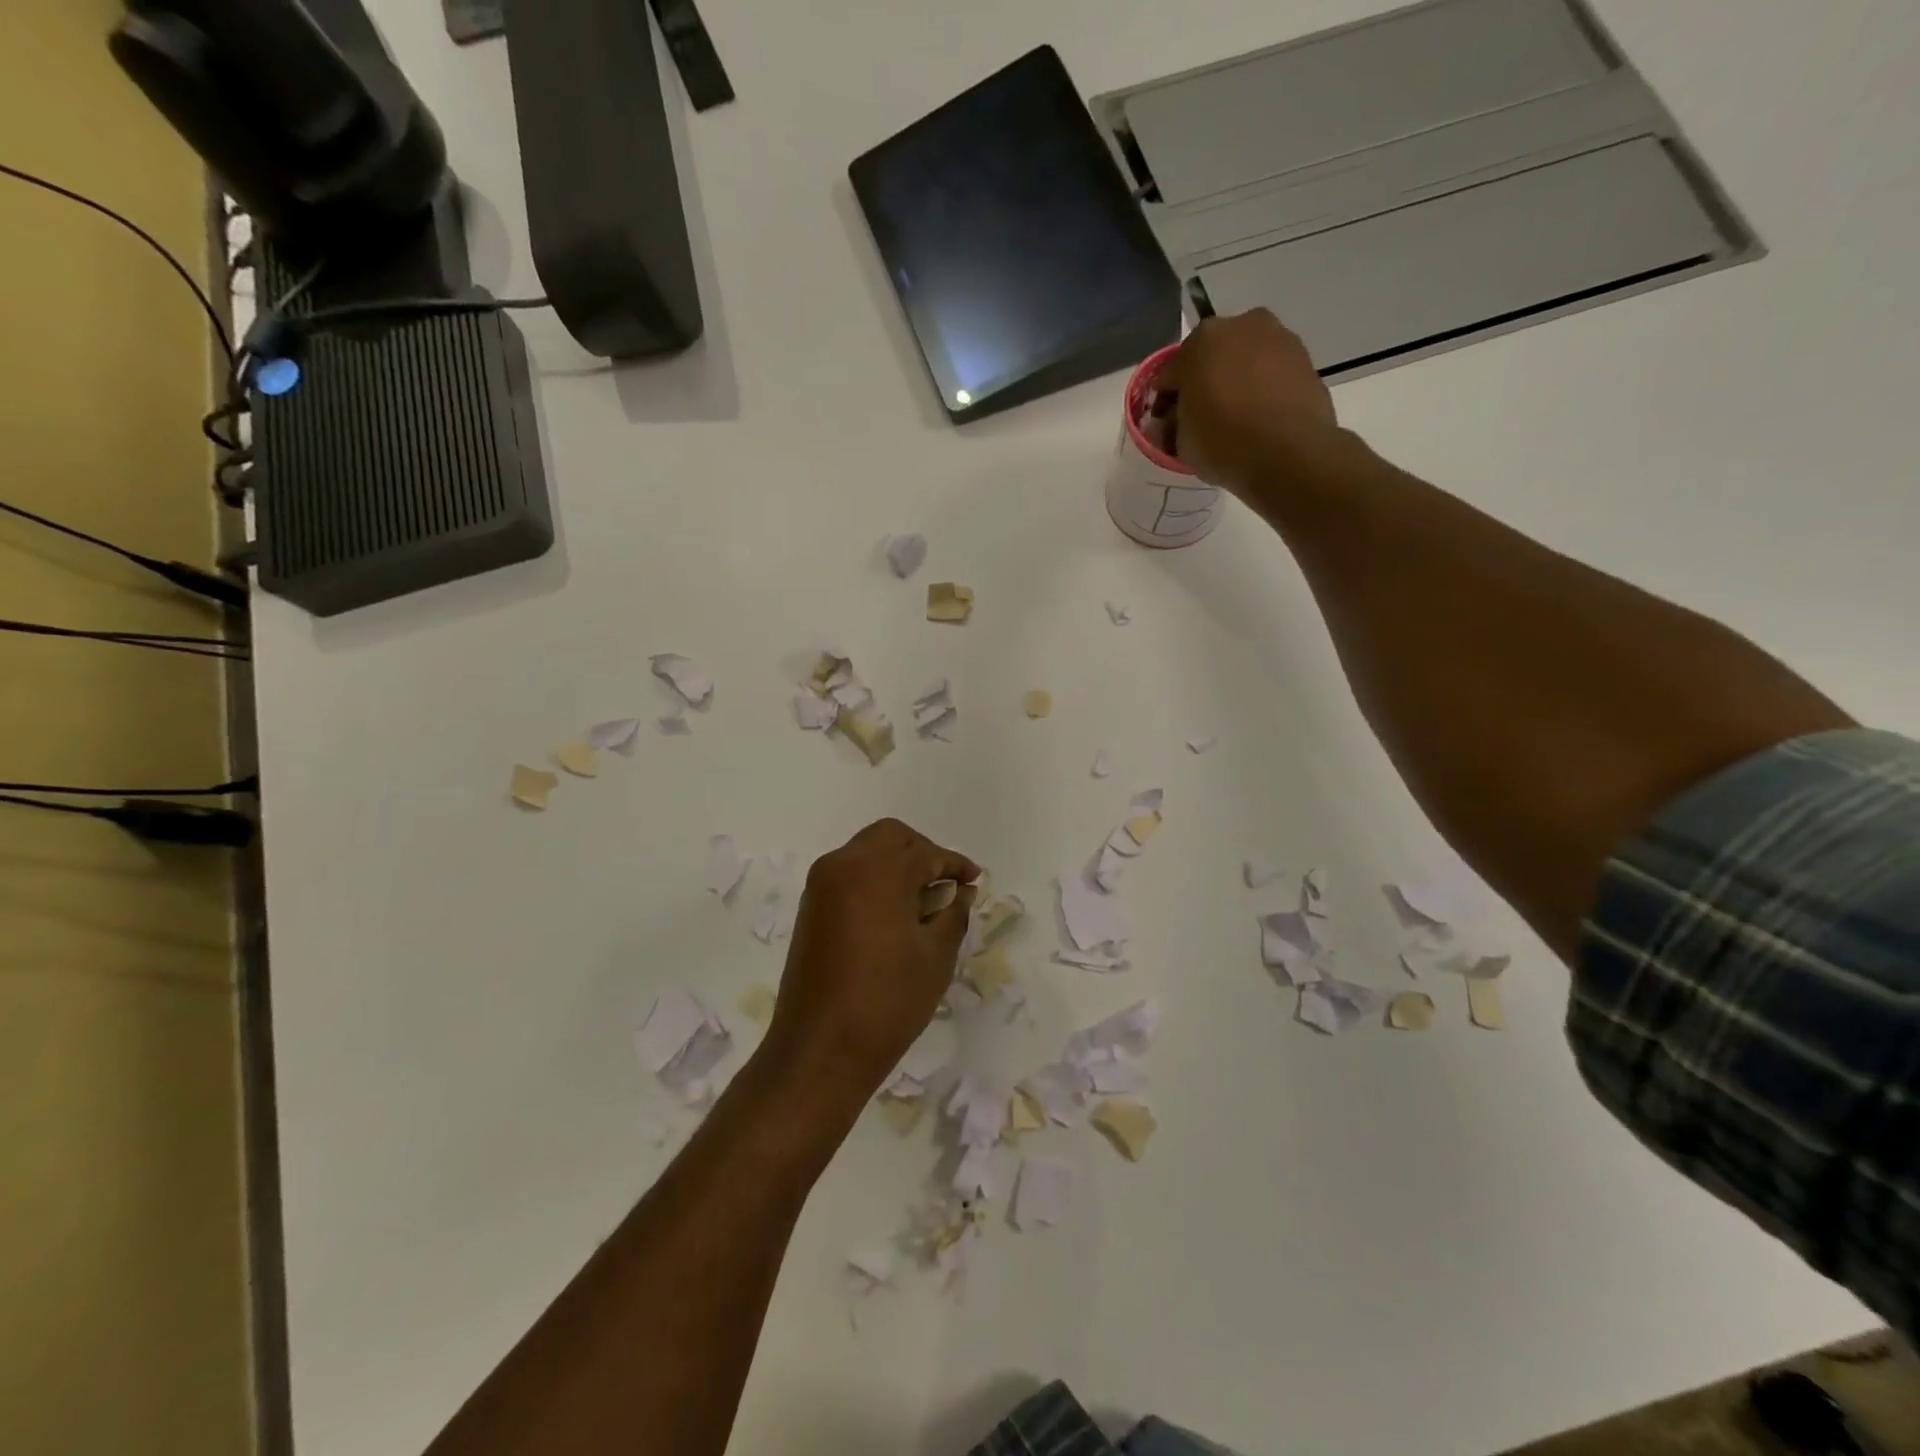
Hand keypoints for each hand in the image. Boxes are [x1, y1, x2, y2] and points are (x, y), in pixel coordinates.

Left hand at [763, 819, 978, 1112]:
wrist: (820, 1049)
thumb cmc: (887, 1000)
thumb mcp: (935, 956)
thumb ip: (953, 914)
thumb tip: (961, 893)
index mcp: (876, 871)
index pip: (925, 853)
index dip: (954, 864)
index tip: (974, 880)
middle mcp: (843, 866)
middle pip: (890, 838)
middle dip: (922, 853)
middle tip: (946, 882)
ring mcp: (821, 886)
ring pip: (866, 853)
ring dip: (896, 865)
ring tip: (924, 900)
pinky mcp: (810, 909)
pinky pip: (848, 875)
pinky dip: (874, 880)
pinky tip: (895, 913)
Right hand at [1168, 309, 1337, 494]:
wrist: (1288, 454)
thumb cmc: (1222, 443)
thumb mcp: (1180, 442)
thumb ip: (1174, 424)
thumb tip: (1175, 421)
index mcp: (1199, 340)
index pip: (1171, 373)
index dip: (1167, 401)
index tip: (1170, 424)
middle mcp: (1240, 325)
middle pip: (1211, 357)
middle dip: (1204, 383)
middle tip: (1203, 418)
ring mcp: (1277, 337)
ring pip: (1244, 361)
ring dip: (1236, 382)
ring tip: (1236, 419)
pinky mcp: (1305, 357)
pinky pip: (1271, 372)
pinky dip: (1262, 388)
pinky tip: (1260, 418)